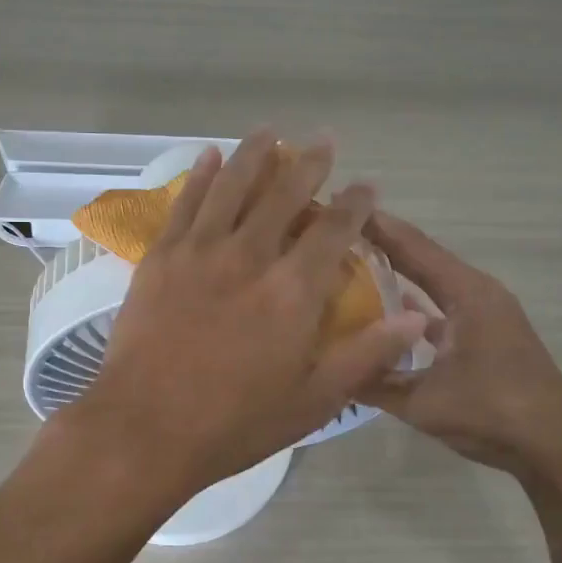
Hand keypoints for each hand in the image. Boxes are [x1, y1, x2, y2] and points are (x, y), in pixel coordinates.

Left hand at [74, 131, 429, 502]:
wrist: (144, 429)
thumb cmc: (234, 424)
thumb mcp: (312, 401)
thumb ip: (365, 354)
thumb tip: (417, 318)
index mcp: (292, 292)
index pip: (333, 231)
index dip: (355, 204)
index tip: (366, 186)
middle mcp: (249, 257)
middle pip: (283, 196)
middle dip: (308, 165)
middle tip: (323, 142)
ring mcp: (199, 252)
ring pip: (231, 187)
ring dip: (253, 155)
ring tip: (269, 132)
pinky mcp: (160, 258)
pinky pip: (184, 204)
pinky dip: (199, 176)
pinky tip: (208, 156)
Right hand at [360, 210, 561, 479]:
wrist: (556, 451)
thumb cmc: (493, 415)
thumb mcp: (422, 402)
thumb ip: (373, 381)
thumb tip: (324, 367)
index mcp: (468, 295)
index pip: (414, 248)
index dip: (377, 227)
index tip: (339, 206)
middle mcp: (478, 295)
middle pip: (423, 258)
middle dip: (382, 244)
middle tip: (337, 232)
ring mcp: (485, 316)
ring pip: (433, 284)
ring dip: (398, 272)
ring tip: (352, 264)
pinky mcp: (486, 336)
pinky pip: (441, 308)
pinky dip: (413, 304)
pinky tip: (384, 313)